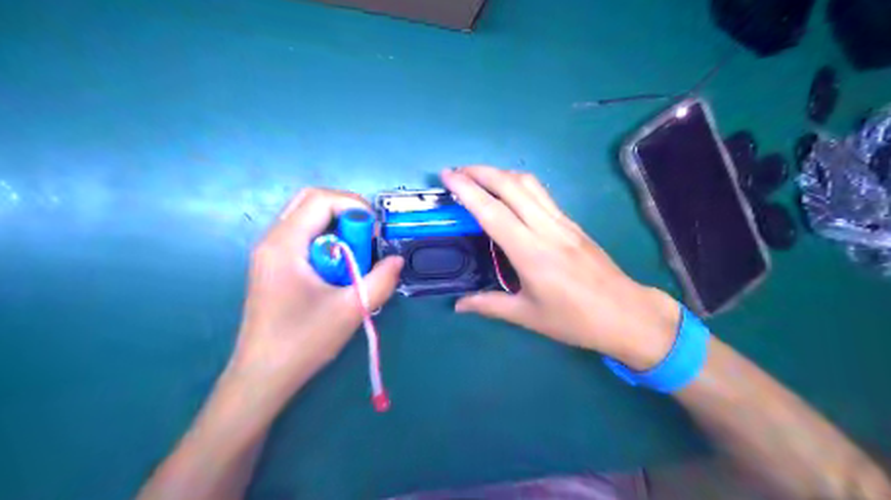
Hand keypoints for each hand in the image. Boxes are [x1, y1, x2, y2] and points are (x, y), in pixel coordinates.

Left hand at [227, 190, 404, 398]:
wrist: (262, 376)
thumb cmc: (303, 341)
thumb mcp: (351, 309)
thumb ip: (381, 280)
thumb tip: (396, 260)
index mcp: (285, 245)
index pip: (320, 200)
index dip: (354, 205)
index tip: (375, 231)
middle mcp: (272, 240)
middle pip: (309, 201)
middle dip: (345, 210)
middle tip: (368, 235)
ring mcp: (269, 253)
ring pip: (306, 217)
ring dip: (336, 226)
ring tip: (356, 253)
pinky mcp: (273, 266)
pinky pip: (303, 236)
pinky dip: (326, 240)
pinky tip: (339, 266)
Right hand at [441, 167, 680, 369]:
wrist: (626, 314)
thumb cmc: (575, 320)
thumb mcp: (527, 316)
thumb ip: (489, 305)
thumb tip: (459, 305)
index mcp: (531, 253)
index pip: (493, 212)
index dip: (467, 190)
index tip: (448, 176)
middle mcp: (547, 229)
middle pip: (511, 186)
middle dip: (481, 172)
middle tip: (457, 172)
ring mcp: (563, 222)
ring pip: (529, 184)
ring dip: (501, 173)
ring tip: (479, 176)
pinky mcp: (573, 223)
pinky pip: (542, 194)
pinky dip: (519, 184)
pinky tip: (509, 193)